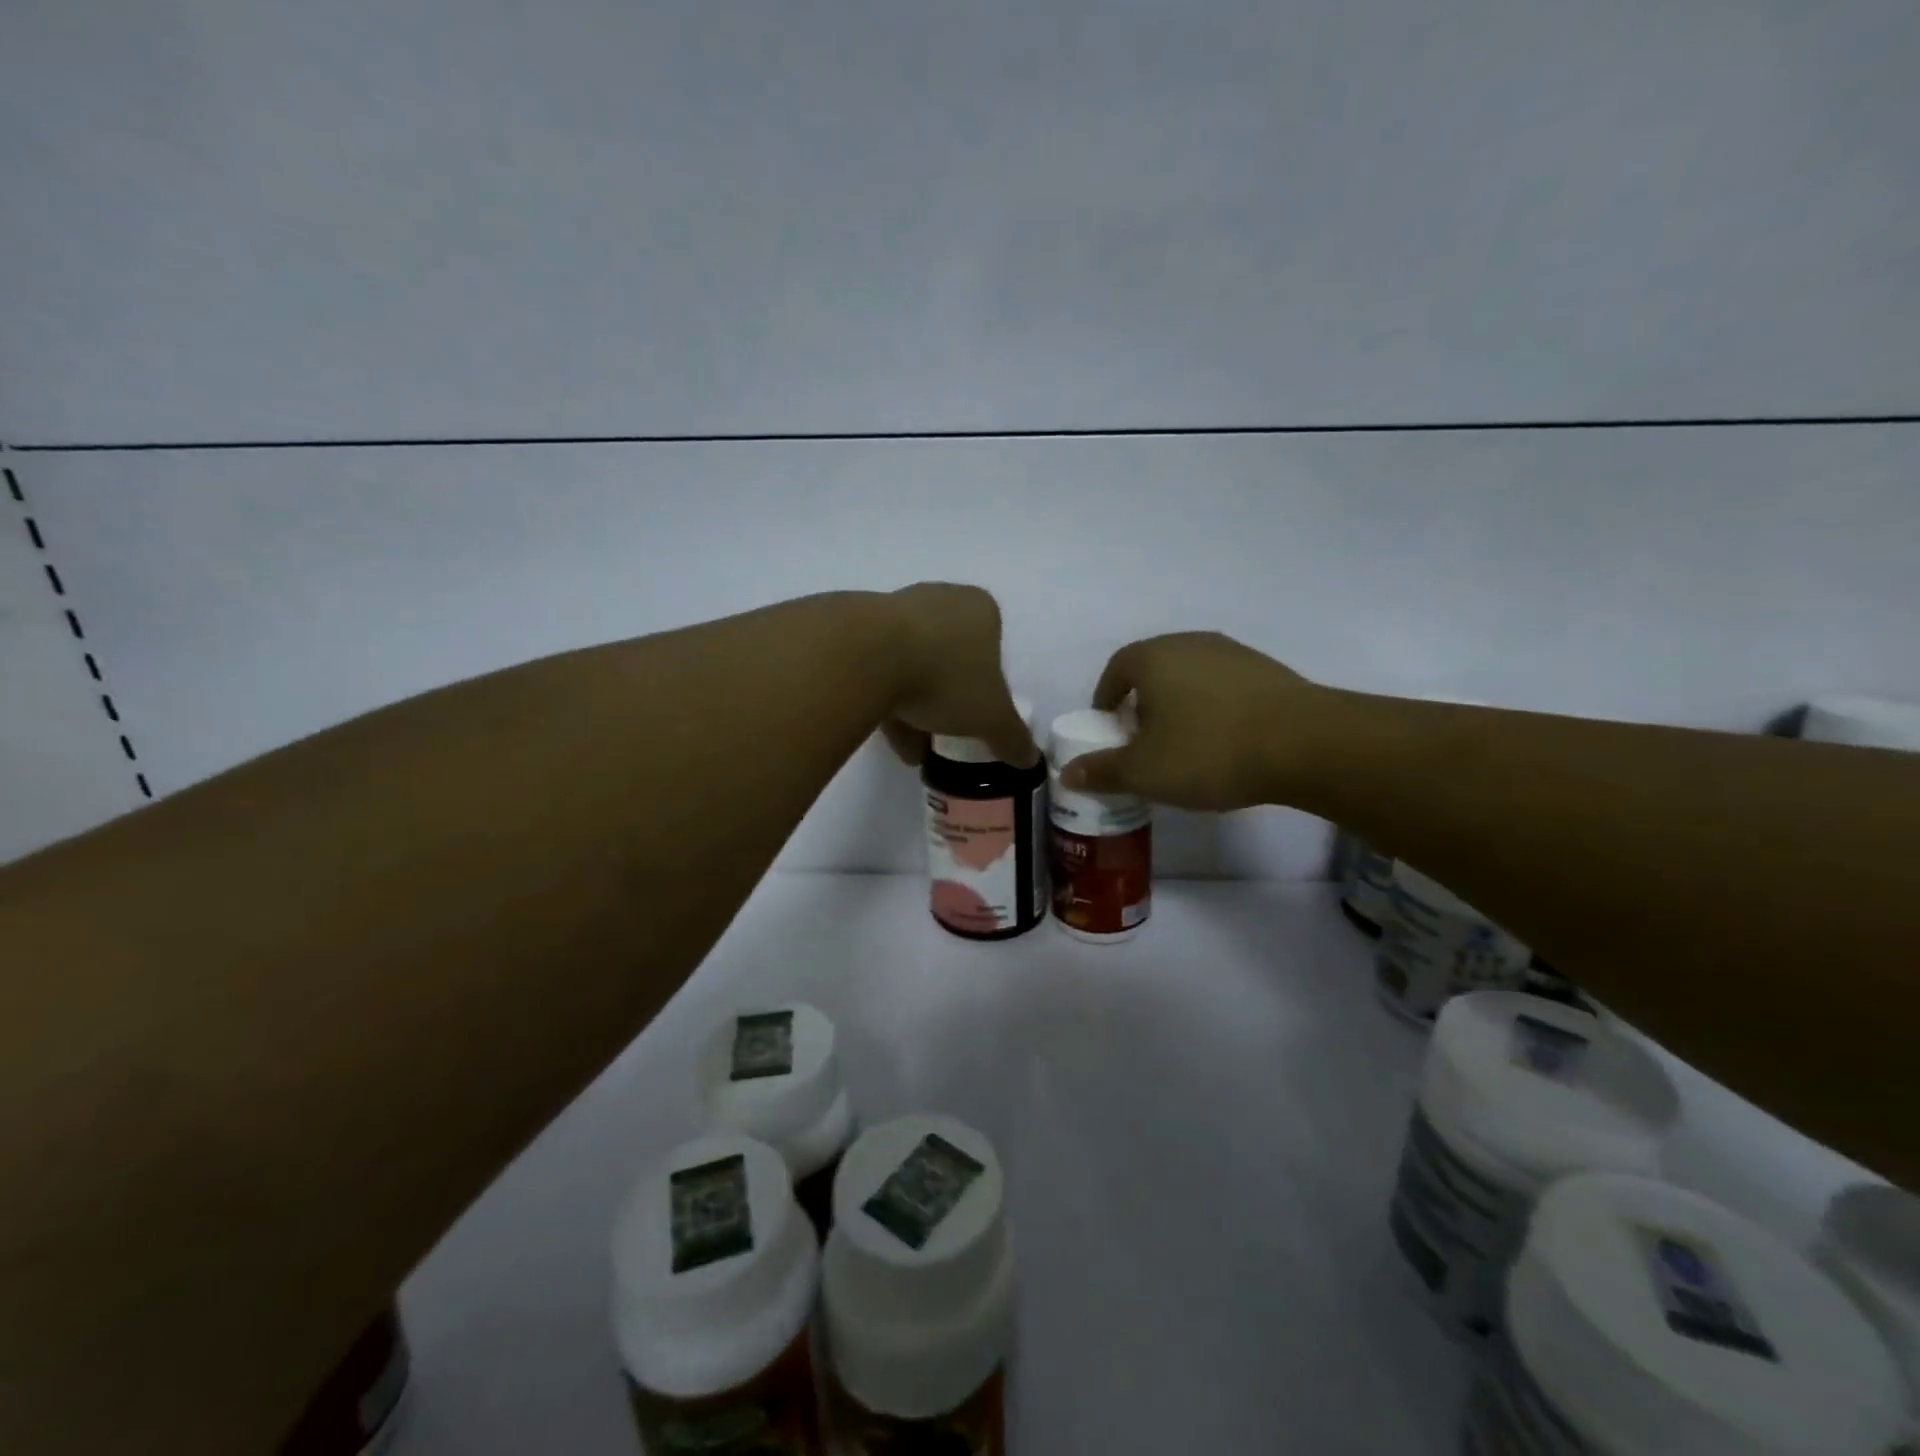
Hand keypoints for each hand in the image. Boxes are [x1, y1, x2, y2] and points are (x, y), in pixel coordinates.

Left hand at [879, 584, 1037, 768]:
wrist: (867, 656)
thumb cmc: (946, 676)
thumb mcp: (991, 717)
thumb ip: (1012, 738)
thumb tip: (1029, 760)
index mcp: (979, 608)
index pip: (992, 646)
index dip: (987, 685)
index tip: (978, 716)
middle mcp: (939, 598)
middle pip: (950, 657)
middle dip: (949, 699)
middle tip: (947, 735)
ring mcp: (895, 610)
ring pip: (913, 664)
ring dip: (915, 708)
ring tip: (915, 751)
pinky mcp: (858, 629)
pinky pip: (879, 669)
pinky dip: (887, 702)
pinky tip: (889, 740)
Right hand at [1059, 632, 1322, 809]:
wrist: (1305, 744)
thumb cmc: (1208, 751)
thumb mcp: (1144, 771)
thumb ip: (1102, 771)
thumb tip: (1067, 773)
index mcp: (1153, 658)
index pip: (1115, 669)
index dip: (1106, 699)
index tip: (1109, 730)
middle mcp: (1190, 643)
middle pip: (1153, 669)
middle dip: (1141, 702)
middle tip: (1143, 740)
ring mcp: (1232, 653)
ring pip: (1190, 676)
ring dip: (1179, 705)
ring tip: (1185, 744)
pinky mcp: (1267, 670)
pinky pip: (1224, 686)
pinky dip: (1213, 708)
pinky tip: (1225, 741)